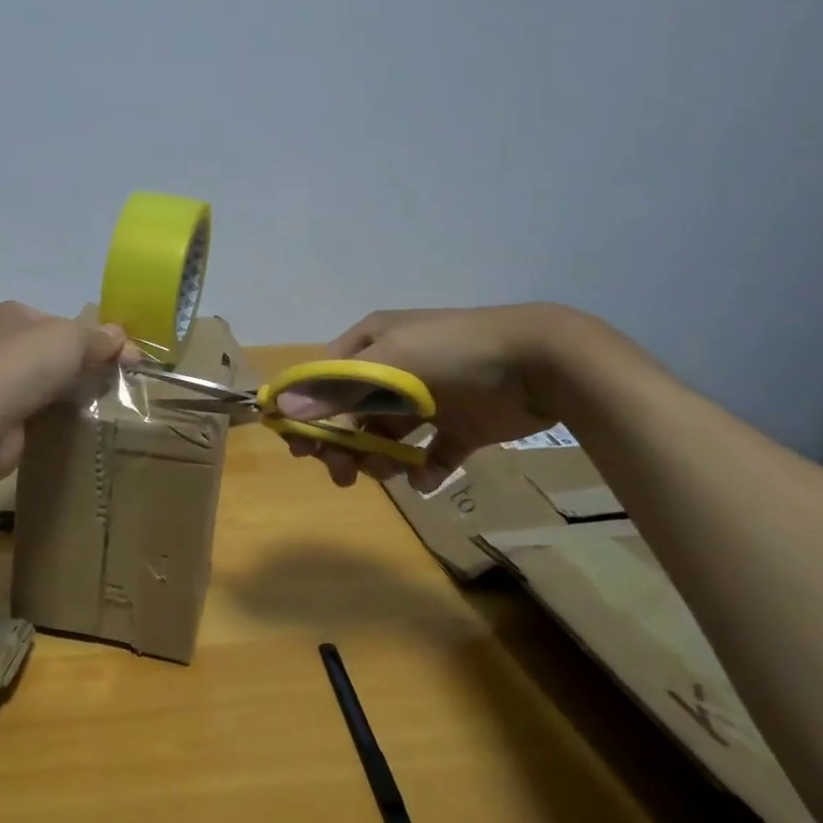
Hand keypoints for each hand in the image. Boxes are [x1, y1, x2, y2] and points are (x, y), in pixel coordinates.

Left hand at [0, 301, 139, 482]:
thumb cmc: (24, 364)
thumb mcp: (71, 338)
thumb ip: (98, 338)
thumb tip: (121, 337)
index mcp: (14, 314)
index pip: (62, 321)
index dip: (95, 336)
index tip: (125, 355)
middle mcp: (3, 343)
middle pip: (57, 351)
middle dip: (88, 363)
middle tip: (120, 379)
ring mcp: (0, 381)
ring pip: (50, 381)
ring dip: (74, 389)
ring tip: (106, 400)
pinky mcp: (3, 415)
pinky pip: (41, 409)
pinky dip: (60, 412)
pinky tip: (80, 419)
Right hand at [275, 304, 575, 489]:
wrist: (540, 362)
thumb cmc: (453, 352)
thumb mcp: (389, 364)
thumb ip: (336, 391)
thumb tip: (282, 411)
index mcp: (373, 345)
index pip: (326, 380)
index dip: (309, 412)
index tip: (300, 448)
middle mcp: (396, 370)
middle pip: (353, 413)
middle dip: (344, 444)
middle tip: (344, 474)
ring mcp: (429, 398)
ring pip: (387, 436)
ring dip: (380, 458)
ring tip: (392, 471)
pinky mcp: (461, 425)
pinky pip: (432, 453)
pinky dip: (425, 470)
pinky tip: (426, 477)